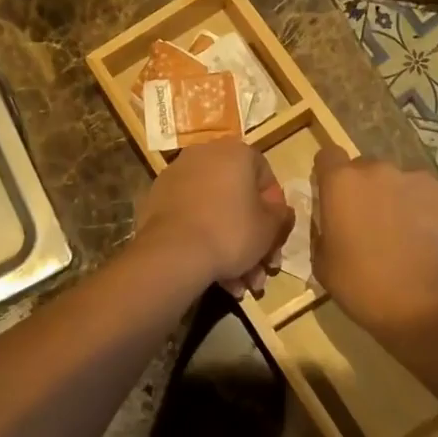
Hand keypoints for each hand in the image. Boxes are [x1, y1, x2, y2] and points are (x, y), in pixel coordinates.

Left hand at [136, 139, 294, 295]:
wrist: (174, 253)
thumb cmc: (231, 232)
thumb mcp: (270, 227)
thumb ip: (281, 215)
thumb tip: (279, 212)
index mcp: (235, 152)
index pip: (265, 175)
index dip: (275, 209)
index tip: (275, 235)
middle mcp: (203, 155)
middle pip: (238, 199)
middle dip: (252, 238)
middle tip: (260, 269)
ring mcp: (176, 177)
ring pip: (214, 213)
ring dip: (231, 249)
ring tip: (239, 284)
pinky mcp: (157, 201)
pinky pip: (191, 219)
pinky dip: (204, 242)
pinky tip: (216, 276)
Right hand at [311, 144, 437, 340]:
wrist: (426, 304)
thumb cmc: (363, 285)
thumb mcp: (323, 263)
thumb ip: (324, 231)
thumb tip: (333, 224)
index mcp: (341, 182)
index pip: (328, 156)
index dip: (329, 175)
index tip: (333, 197)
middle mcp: (378, 169)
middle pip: (367, 170)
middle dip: (366, 190)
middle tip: (371, 225)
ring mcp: (418, 178)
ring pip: (402, 182)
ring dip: (399, 200)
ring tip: (407, 235)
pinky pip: (432, 196)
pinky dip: (429, 211)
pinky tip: (431, 240)